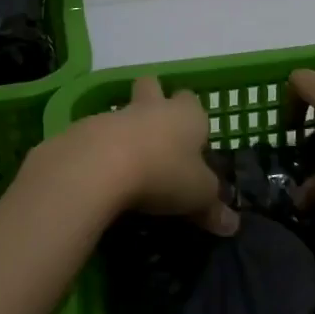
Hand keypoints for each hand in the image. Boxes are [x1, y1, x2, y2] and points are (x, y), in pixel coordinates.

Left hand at [39, 76, 237, 234]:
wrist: (99, 166)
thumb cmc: (163, 172)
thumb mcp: (198, 195)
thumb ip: (214, 208)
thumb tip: (232, 226)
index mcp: (186, 115)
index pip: (192, 101)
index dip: (193, 117)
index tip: (192, 142)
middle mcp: (152, 107)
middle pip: (152, 87)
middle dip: (153, 100)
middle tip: (156, 134)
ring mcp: (114, 115)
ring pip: (122, 113)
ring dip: (124, 130)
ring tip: (127, 166)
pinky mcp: (82, 131)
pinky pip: (94, 136)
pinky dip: (98, 151)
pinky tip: (100, 178)